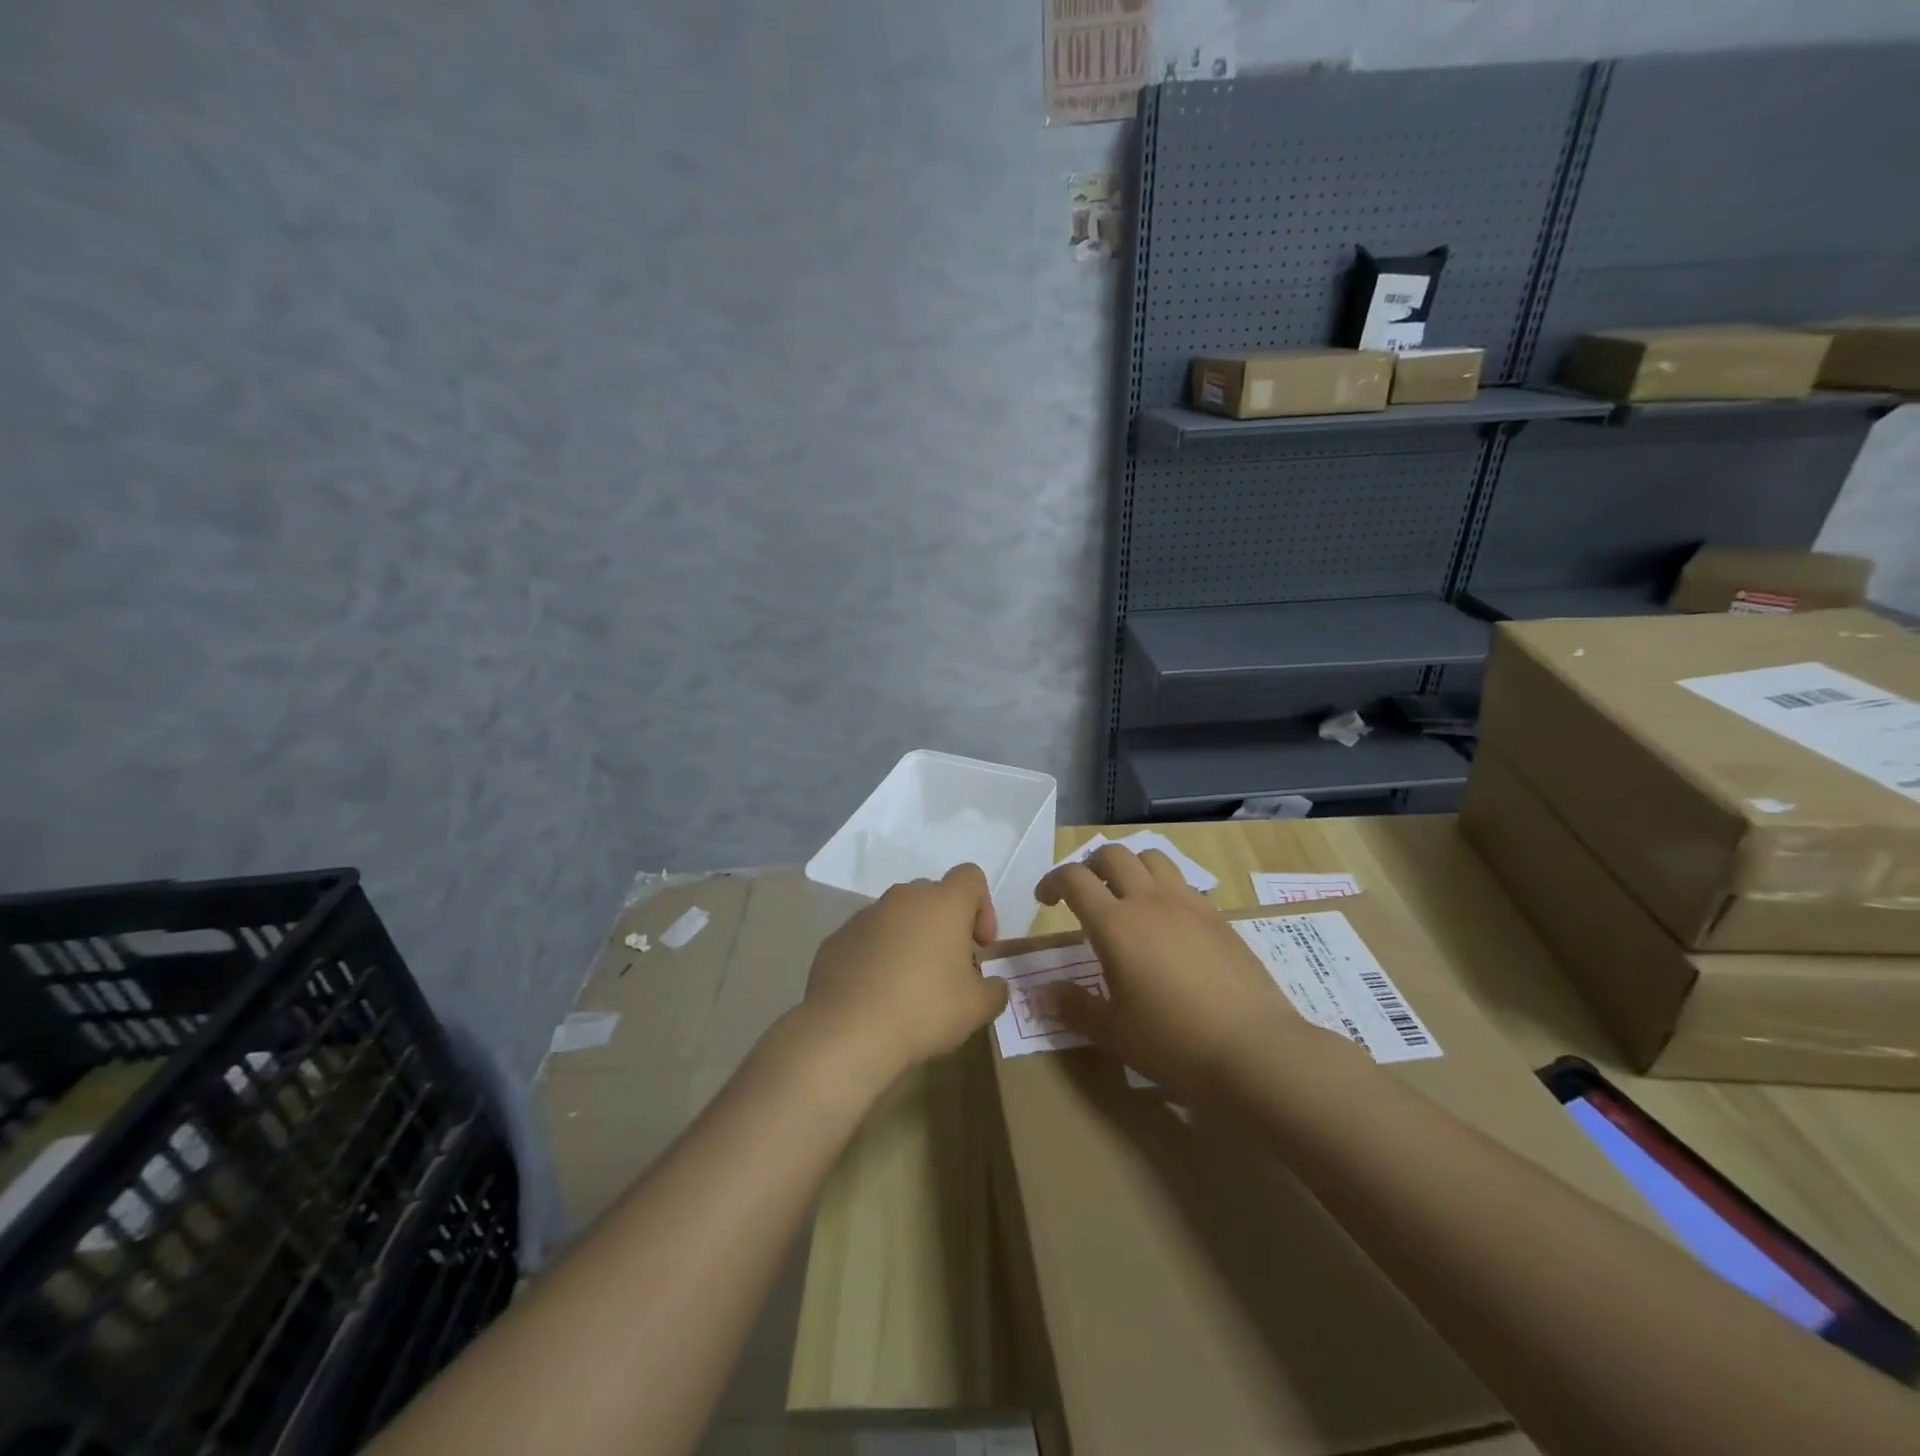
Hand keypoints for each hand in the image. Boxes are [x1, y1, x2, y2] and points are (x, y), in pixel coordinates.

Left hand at [799, 863, 1009, 1090]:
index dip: (983, 906)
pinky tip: (877, 994)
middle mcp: (903, 898)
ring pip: (897, 917)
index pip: (970, 877)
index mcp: (943, 903)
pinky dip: (877, 956)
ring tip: (909, 986)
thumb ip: (995, 991)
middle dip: (945, 925)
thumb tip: (994, 985)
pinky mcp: (837, 938)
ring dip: (910, 939)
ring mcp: (865, 915)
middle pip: (933, 896)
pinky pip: (868, 938)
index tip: (980, 945)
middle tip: (949, 968)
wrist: (848, 1031)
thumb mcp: (977, 1008)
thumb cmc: (924, 1009)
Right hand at [1036, 845, 1324, 1102]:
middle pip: (1113, 855)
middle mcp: (1149, 901)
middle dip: (1090, 866)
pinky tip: (1166, 922)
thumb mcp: (1114, 1032)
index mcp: (1115, 924)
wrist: (1255, 1050)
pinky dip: (1163, 887)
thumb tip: (1043, 994)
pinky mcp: (1218, 916)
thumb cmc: (1173, 1042)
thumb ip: (1075, 1007)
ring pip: (1152, 858)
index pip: (1074, 879)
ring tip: (1125, 896)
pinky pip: (1183, 883)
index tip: (1045, 901)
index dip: (1053, 881)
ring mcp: (1188, 904)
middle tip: (1083, 893)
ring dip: (1130, 866)